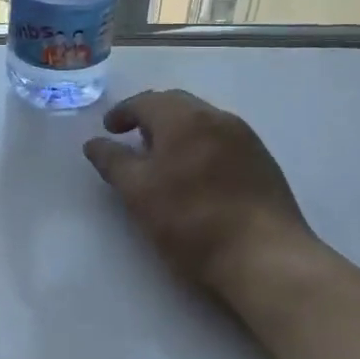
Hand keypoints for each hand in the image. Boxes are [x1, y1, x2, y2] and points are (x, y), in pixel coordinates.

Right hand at [83, 89, 317, 295]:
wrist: (265, 257)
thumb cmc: (191, 221)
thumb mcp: (138, 193)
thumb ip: (113, 162)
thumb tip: (95, 142)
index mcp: (184, 118)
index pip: (145, 101)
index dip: (122, 113)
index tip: (109, 130)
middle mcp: (218, 118)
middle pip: (176, 104)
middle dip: (150, 117)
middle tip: (132, 139)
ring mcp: (246, 138)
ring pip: (202, 121)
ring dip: (177, 131)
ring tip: (162, 158)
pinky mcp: (262, 161)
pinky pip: (222, 139)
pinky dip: (200, 145)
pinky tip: (196, 174)